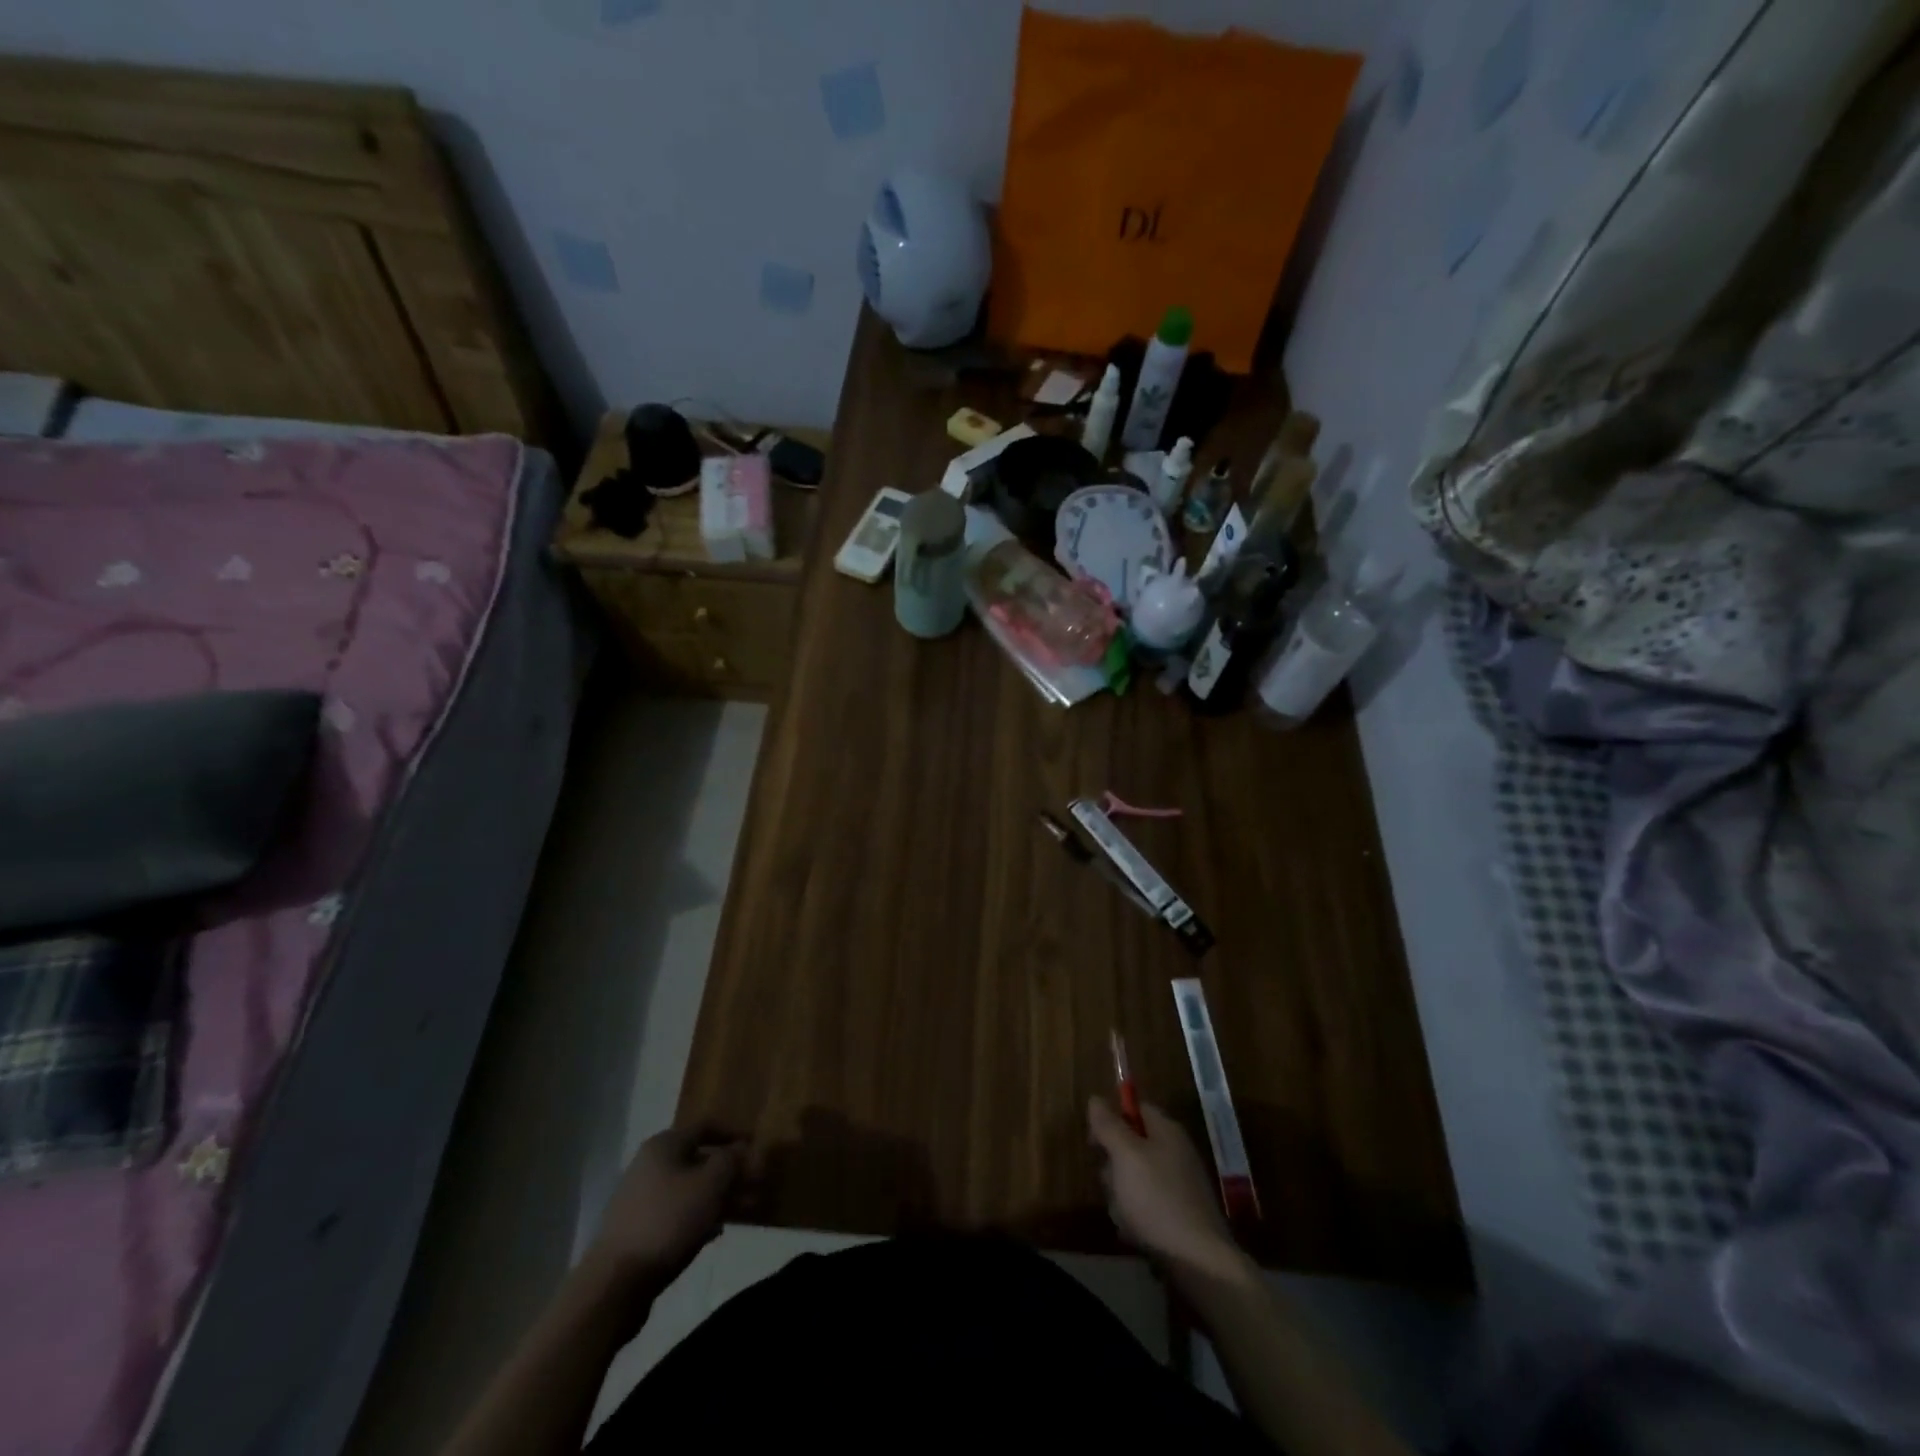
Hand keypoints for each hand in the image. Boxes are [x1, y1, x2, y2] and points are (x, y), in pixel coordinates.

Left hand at [580, 1126, 743, 1296]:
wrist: (615, 1282)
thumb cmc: (668, 1220)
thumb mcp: (710, 1184)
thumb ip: (731, 1161)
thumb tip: (742, 1148)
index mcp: (664, 1145)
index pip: (706, 1126)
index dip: (734, 1134)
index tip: (757, 1148)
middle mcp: (650, 1164)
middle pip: (699, 1160)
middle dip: (730, 1172)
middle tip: (756, 1185)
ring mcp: (641, 1198)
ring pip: (690, 1189)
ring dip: (718, 1196)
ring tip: (743, 1212)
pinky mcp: (637, 1229)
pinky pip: (677, 1212)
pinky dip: (699, 1216)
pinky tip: (714, 1233)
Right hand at [1088, 1096, 1244, 1282]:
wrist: (1199, 1264)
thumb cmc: (1158, 1199)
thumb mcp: (1126, 1156)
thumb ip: (1109, 1125)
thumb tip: (1096, 1098)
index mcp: (1167, 1132)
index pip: (1136, 1109)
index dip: (1112, 1119)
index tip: (1095, 1142)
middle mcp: (1175, 1154)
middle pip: (1131, 1146)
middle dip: (1113, 1165)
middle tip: (1111, 1183)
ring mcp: (1179, 1186)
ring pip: (1134, 1179)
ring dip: (1121, 1195)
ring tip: (1124, 1214)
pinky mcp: (1178, 1217)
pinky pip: (1146, 1206)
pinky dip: (1135, 1217)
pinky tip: (1134, 1232)